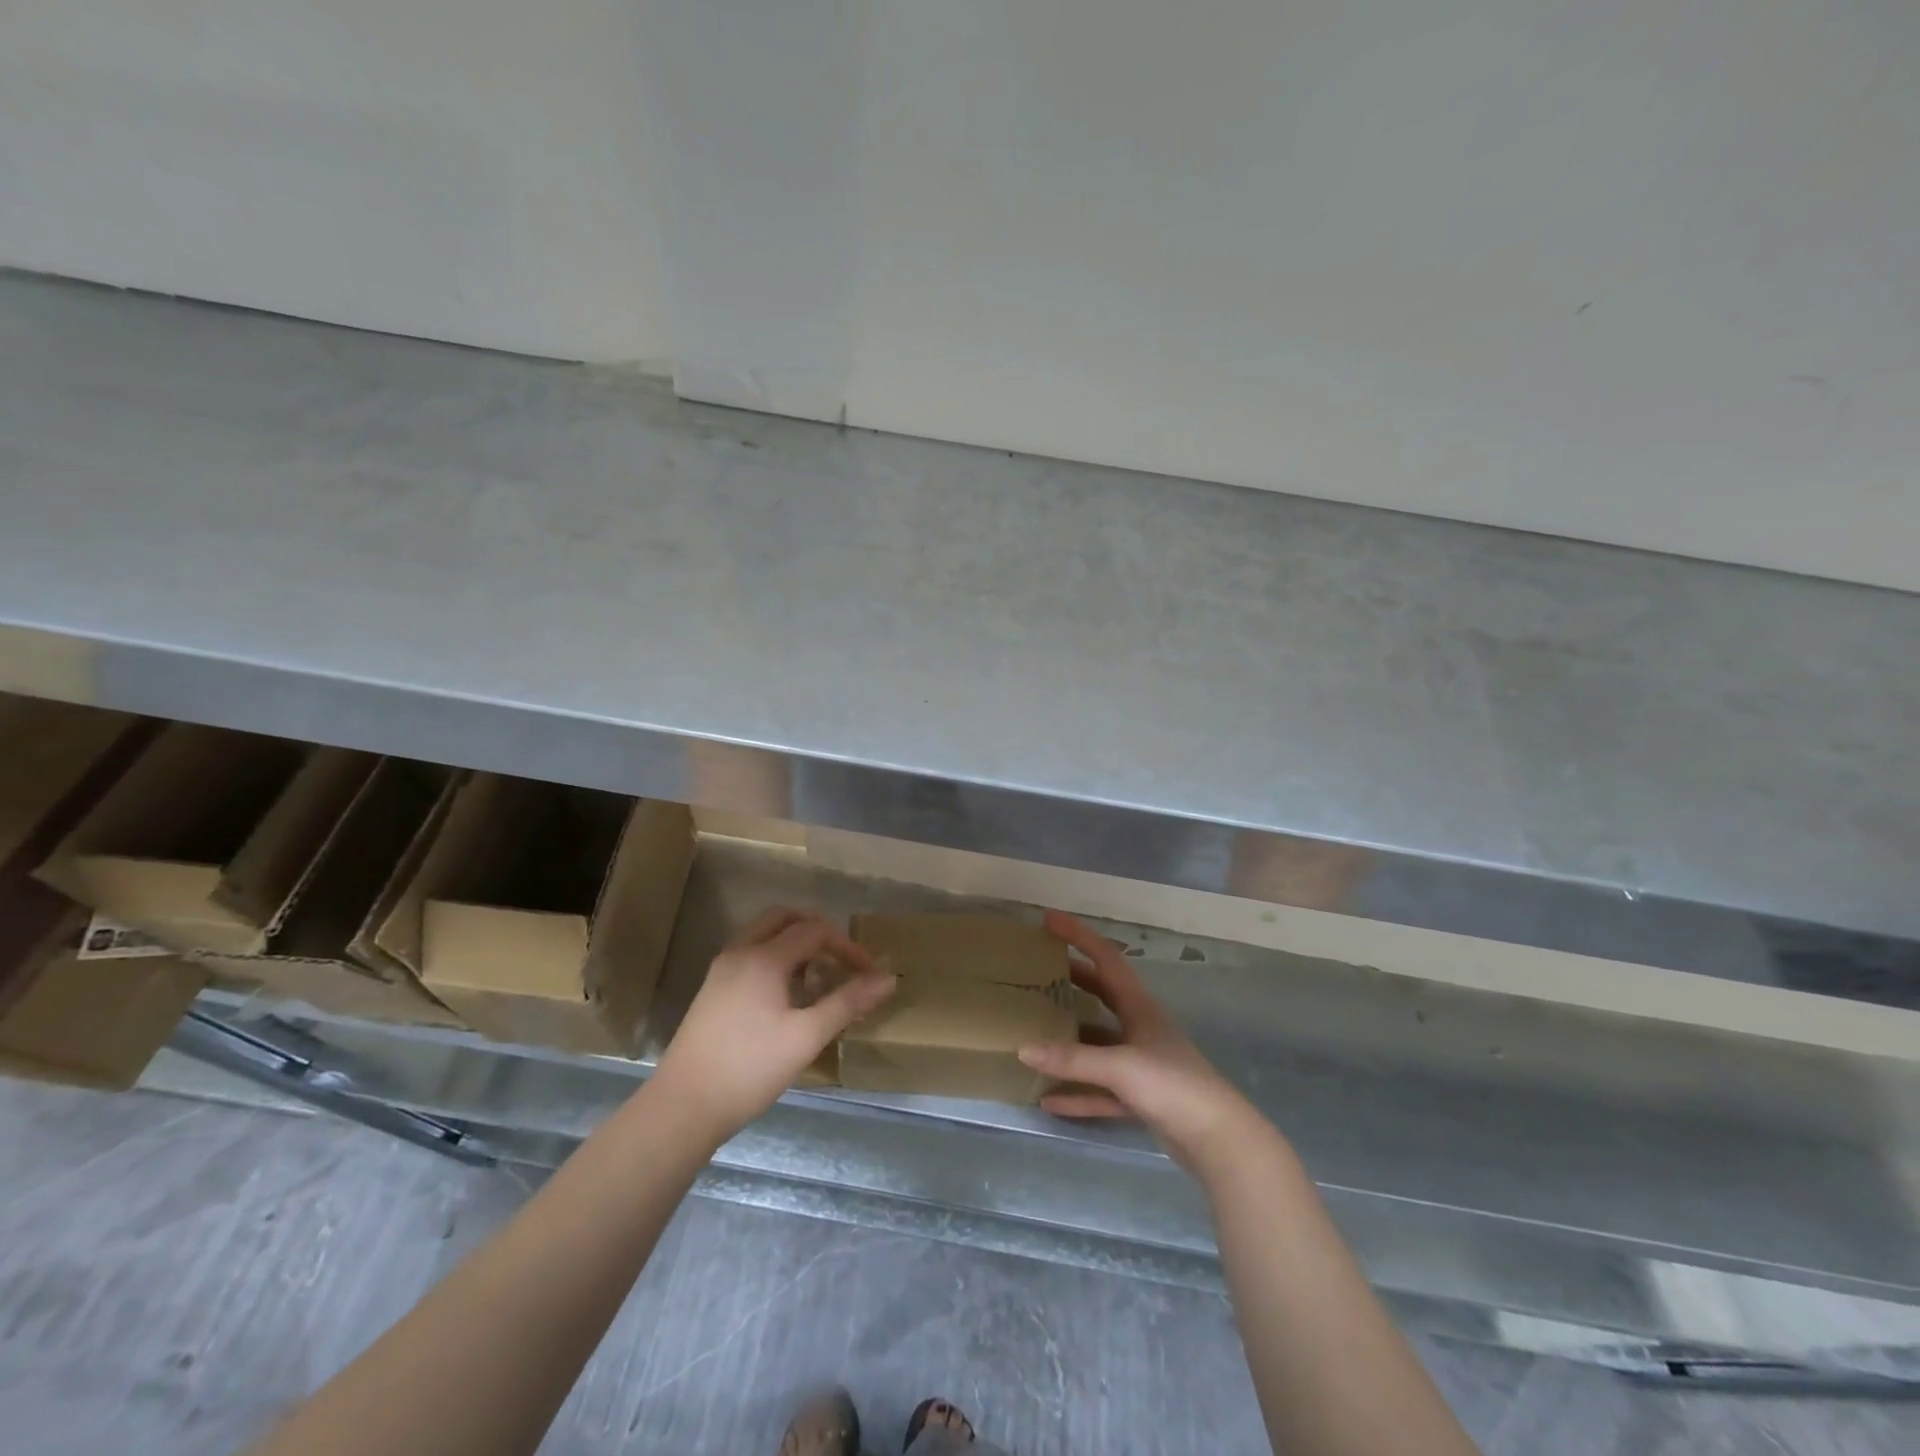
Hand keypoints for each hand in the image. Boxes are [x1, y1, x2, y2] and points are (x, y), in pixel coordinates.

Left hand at [654, 906, 895, 1140]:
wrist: (682, 1107)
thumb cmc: (749, 1069)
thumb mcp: (806, 1037)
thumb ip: (848, 1002)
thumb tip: (888, 978)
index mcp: (763, 958)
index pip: (814, 931)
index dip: (846, 946)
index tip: (868, 972)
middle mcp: (740, 952)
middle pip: (783, 918)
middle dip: (816, 929)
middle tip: (840, 956)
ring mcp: (721, 969)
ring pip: (762, 933)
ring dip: (793, 941)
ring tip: (816, 973)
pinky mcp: (711, 990)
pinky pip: (749, 953)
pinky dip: (774, 955)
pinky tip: (785, 992)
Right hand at [1019, 910, 1263, 1174]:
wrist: (1219, 1141)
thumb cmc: (1173, 1086)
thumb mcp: (1121, 1067)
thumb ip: (1072, 1059)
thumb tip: (1022, 1049)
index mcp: (1139, 1007)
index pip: (1105, 958)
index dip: (1078, 935)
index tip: (1048, 919)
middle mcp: (1140, 1028)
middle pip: (1101, 994)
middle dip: (1072, 979)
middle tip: (1039, 971)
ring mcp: (1142, 1064)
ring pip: (1099, 1042)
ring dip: (1071, 1038)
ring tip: (1036, 1030)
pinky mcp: (1142, 1097)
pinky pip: (1101, 1089)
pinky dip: (1077, 1092)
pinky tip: (1049, 1100)